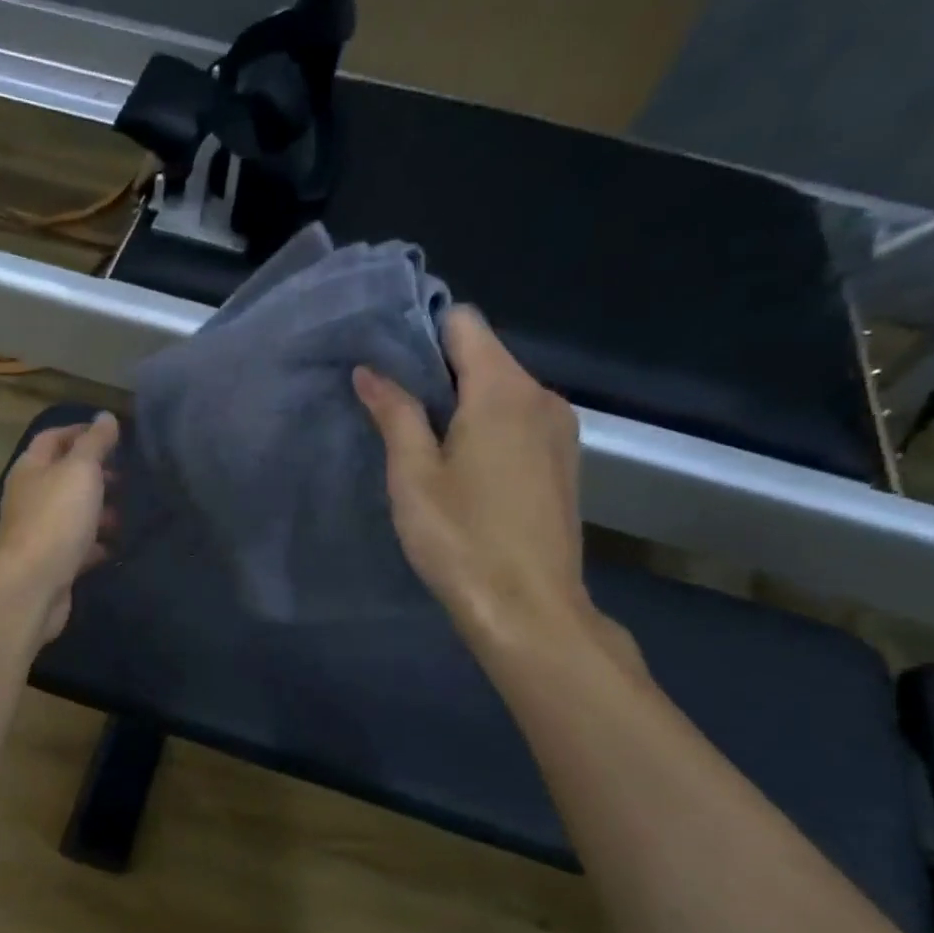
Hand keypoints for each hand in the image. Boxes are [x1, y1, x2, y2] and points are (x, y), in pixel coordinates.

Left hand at [0, 412, 119, 642]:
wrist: (33, 585)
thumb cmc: (56, 519)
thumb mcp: (80, 471)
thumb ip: (94, 444)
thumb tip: (105, 417)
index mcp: (31, 468)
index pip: (53, 438)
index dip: (81, 432)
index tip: (114, 436)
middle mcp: (30, 496)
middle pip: (64, 476)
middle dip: (96, 474)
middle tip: (129, 476)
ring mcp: (39, 531)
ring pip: (74, 512)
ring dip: (100, 510)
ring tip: (131, 511)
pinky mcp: (52, 562)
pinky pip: (79, 546)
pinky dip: (98, 544)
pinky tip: (120, 545)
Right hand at [354, 307, 603, 659]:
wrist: (529, 609)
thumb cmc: (462, 539)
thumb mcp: (413, 476)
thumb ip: (395, 414)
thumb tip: (369, 371)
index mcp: (503, 390)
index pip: (464, 323)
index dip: (421, 331)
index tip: (384, 360)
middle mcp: (541, 396)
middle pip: (484, 355)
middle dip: (437, 371)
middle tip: (390, 406)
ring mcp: (560, 429)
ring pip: (502, 390)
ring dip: (461, 402)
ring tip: (421, 440)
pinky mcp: (564, 461)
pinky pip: (519, 420)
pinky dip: (487, 427)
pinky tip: (462, 467)